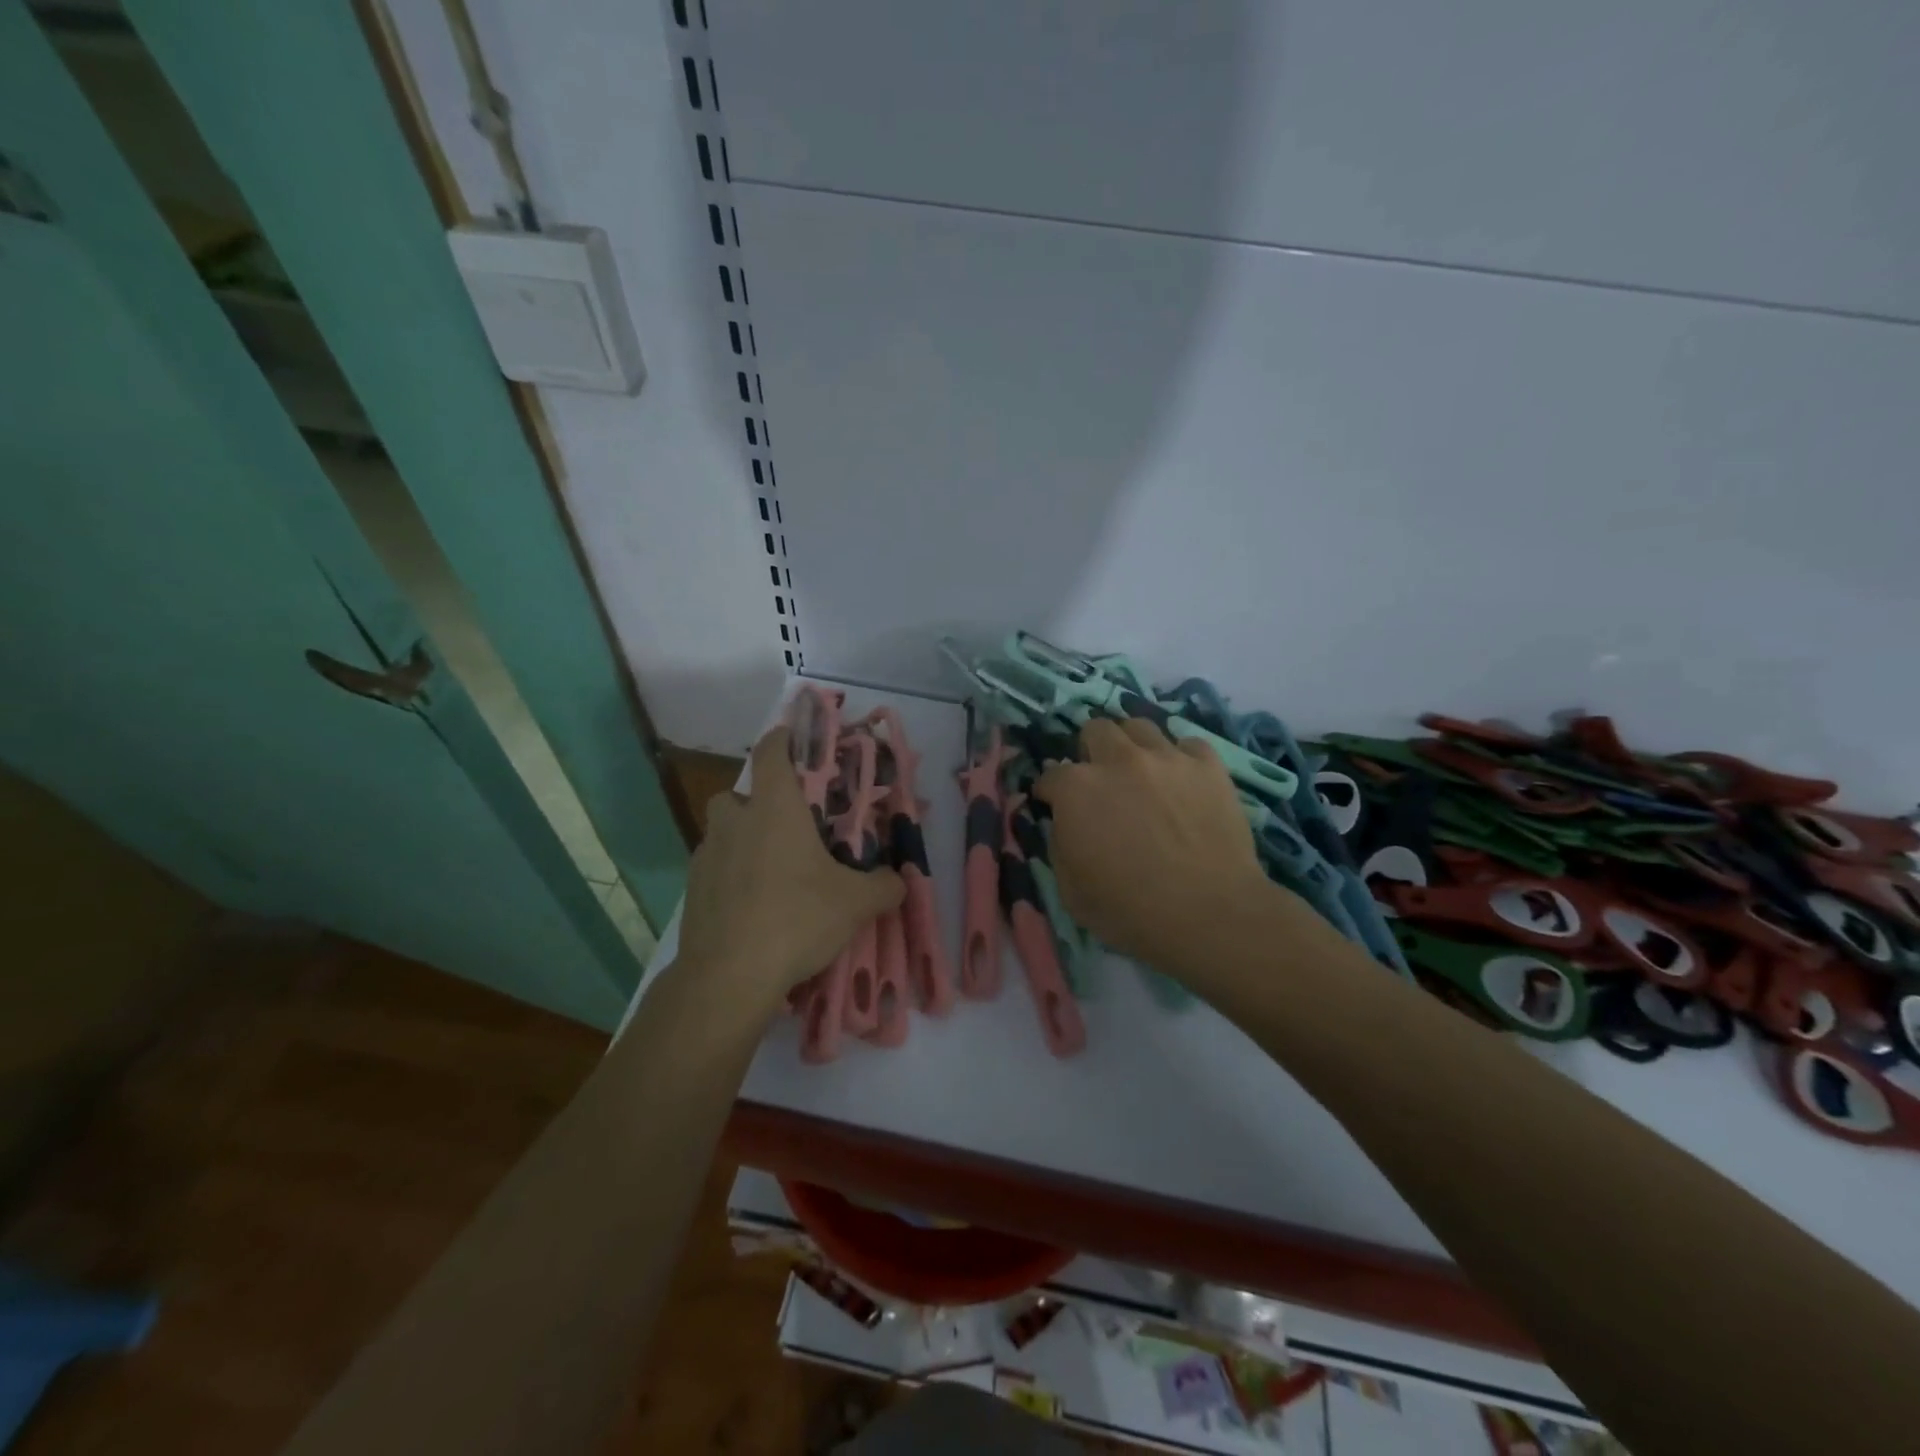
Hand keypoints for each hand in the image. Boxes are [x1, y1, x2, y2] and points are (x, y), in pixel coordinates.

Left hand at [677, 727, 903, 1014]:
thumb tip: (899, 880)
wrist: (728, 976)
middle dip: (759, 802)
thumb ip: (884, 885)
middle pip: (739, 793)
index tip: (798, 740)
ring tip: (771, 868)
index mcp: (774, 808)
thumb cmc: (796, 919)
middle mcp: (735, 822)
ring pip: (723, 831)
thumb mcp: (856, 903)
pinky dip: (730, 873)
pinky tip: (751, 903)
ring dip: (743, 838)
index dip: (784, 738)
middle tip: (789, 828)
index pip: (772, 752)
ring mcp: (706, 855)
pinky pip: (714, 866)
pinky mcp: (692, 889)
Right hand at [1035, 718, 1270, 972]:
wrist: (1209, 913)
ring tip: (1139, 770)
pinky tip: (1181, 780)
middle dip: (1090, 751)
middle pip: (1095, 730)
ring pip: (1140, 725)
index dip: (1049, 792)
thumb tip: (1062, 823)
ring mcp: (1166, 758)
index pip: (1050, 776)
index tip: (1053, 805)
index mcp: (1077, 789)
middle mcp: (1118, 760)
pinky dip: (1179, 758)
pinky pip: (1188, 745)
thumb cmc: (1130, 910)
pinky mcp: (1208, 766)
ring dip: (1131, 744)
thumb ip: (1059, 844)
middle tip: (1099, 780)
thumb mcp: (1070, 889)